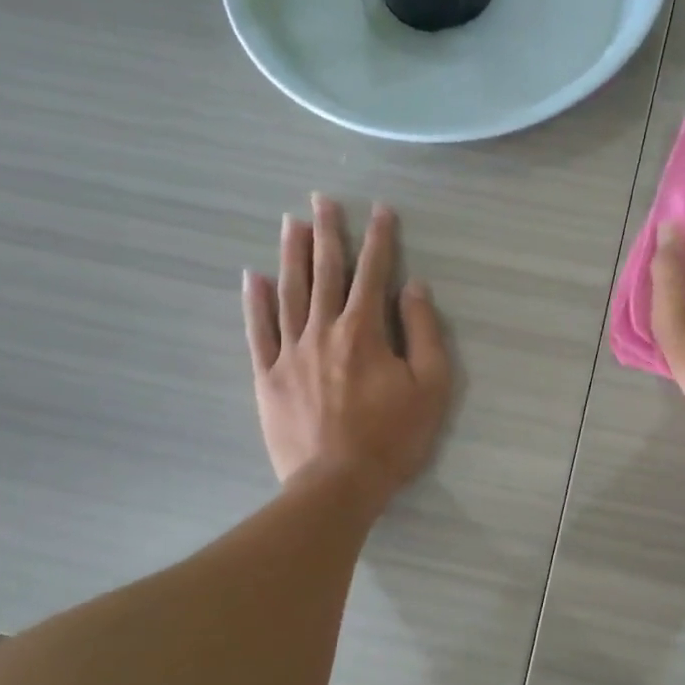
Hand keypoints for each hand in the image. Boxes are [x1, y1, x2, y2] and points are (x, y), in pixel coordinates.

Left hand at [244, 195, 451, 508]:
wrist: (337, 485)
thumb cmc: (393, 438)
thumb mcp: (430, 387)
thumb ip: (424, 332)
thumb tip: (413, 287)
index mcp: (364, 331)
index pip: (373, 273)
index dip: (379, 238)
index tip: (380, 209)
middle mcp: (324, 330)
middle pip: (325, 272)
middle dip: (327, 233)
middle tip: (321, 199)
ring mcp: (290, 352)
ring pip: (290, 292)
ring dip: (291, 255)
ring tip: (290, 223)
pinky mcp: (268, 377)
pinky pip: (258, 331)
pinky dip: (256, 302)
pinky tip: (254, 277)